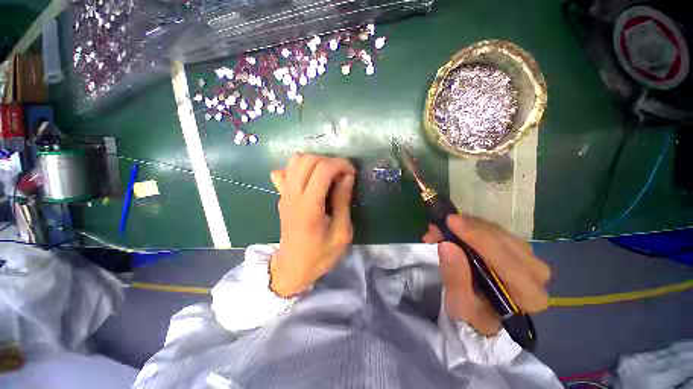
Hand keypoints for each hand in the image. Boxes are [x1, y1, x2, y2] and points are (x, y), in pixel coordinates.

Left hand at [269, 154, 355, 296]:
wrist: (292, 268)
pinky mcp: (281, 196)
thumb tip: (347, 177)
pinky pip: (286, 171)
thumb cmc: (320, 255)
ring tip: (328, 175)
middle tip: (341, 174)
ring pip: (295, 160)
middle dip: (329, 160)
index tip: (351, 174)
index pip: (322, 169)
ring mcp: (284, 194)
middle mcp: (293, 195)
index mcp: (309, 206)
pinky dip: (300, 169)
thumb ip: (343, 202)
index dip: (340, 165)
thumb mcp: (342, 233)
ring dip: (315, 162)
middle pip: (307, 159)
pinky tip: (310, 181)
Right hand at [423, 215, 550, 335]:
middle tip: (442, 223)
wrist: (483, 312)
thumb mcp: (458, 303)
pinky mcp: (518, 248)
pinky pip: (495, 229)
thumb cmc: (472, 313)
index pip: (506, 260)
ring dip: (468, 225)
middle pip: (504, 240)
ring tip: (445, 228)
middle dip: (469, 228)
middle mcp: (536, 274)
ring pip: (499, 231)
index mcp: (528, 296)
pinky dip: (472, 225)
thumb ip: (455, 277)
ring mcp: (530, 258)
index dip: (477, 238)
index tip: (450, 222)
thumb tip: (447, 245)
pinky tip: (456, 228)